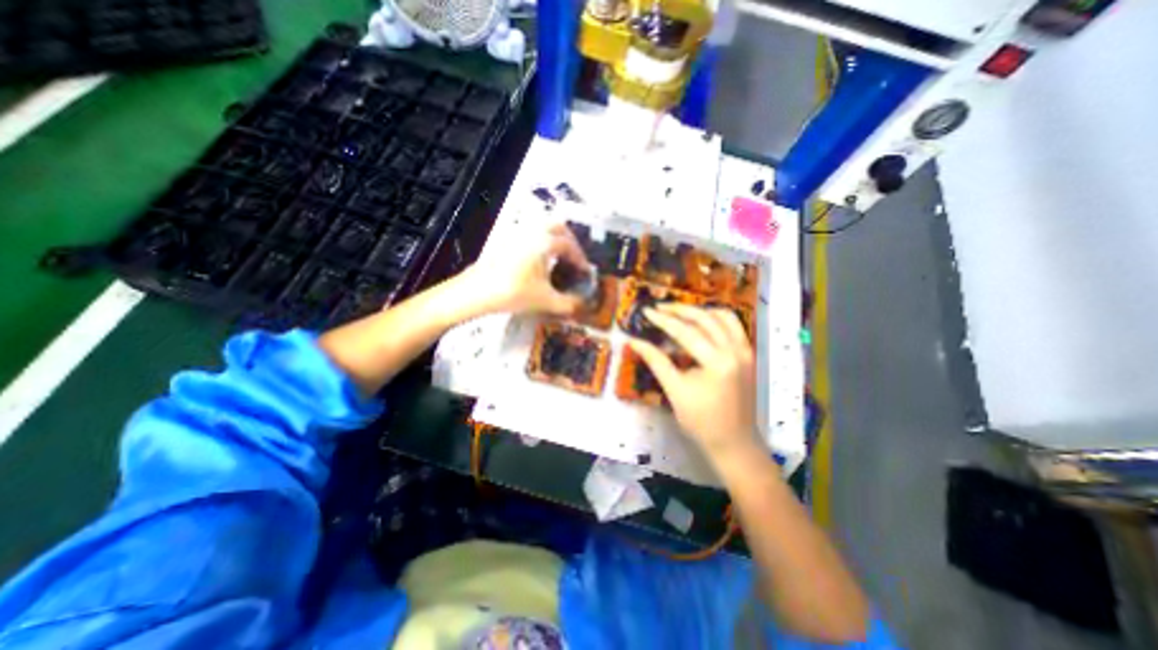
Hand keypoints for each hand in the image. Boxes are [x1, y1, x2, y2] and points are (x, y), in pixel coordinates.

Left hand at [459, 221, 587, 315]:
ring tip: (558, 260)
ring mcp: (515, 235)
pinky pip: (529, 235)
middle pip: (557, 226)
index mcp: (544, 241)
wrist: (474, 292)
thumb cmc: (513, 293)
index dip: (580, 258)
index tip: (585, 272)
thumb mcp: (545, 300)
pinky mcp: (504, 242)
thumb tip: (583, 305)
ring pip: (541, 228)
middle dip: (569, 240)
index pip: (569, 245)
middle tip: (573, 258)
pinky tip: (537, 263)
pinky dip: (539, 244)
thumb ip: (568, 303)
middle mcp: (531, 232)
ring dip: (554, 240)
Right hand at [631, 301, 766, 462]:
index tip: (647, 311)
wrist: (734, 442)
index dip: (663, 320)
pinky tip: (702, 321)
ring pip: (723, 317)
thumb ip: (656, 361)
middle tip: (659, 307)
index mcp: (717, 362)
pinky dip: (716, 318)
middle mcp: (735, 351)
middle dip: (679, 310)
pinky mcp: (748, 355)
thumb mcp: (675, 390)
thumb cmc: (701, 421)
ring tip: (678, 312)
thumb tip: (634, 342)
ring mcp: (745, 351)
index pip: (685, 332)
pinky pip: (734, 326)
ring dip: (699, 310)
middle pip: (705, 319)